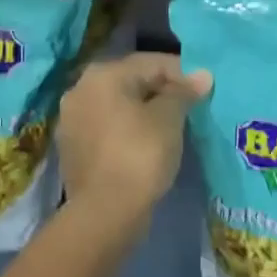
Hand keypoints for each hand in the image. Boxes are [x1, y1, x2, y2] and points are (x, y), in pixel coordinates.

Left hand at [58, 53, 210, 232]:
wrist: (104, 214)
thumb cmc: (140, 155)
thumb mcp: (169, 119)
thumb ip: (184, 92)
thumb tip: (203, 75)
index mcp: (103, 74)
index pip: (151, 62)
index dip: (182, 72)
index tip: (204, 87)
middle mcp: (81, 88)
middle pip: (131, 80)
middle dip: (162, 90)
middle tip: (190, 106)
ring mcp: (72, 118)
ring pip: (118, 104)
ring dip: (143, 109)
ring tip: (171, 125)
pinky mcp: (72, 147)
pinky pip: (107, 127)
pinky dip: (127, 129)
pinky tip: (146, 143)